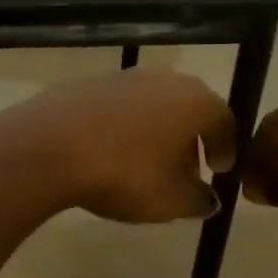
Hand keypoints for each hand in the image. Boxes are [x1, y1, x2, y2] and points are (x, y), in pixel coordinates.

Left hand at [0, 68, 236, 223]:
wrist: (51, 145)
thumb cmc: (126, 173)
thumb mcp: (171, 200)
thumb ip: (198, 200)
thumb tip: (209, 199)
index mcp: (195, 101)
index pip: (224, 120)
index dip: (226, 147)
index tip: (218, 171)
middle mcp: (166, 80)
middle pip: (190, 108)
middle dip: (192, 139)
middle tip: (186, 172)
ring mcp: (126, 76)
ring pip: (155, 105)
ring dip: (159, 132)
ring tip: (147, 166)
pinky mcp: (92, 83)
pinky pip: (122, 106)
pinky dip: (128, 127)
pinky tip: (113, 153)